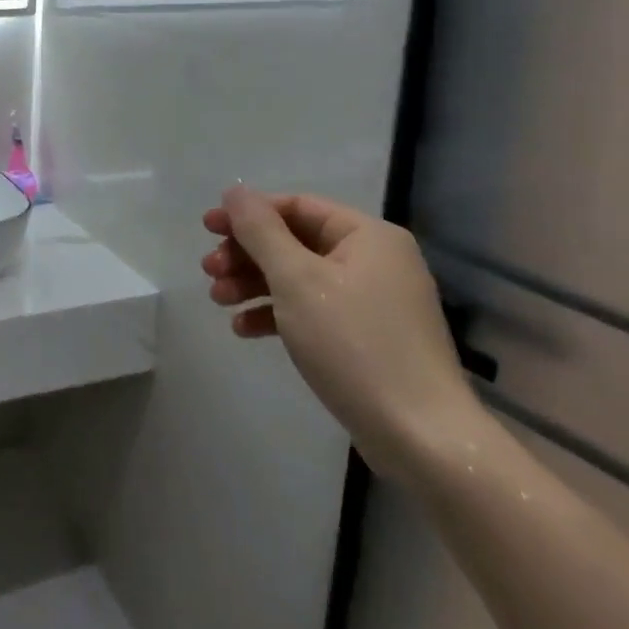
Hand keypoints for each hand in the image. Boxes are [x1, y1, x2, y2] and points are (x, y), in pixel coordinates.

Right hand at [202, 188, 486, 482]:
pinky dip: (277, 314)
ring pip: (298, 278)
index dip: (248, 214)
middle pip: (294, 242)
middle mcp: (374, 260)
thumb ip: (260, 231)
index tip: (207, 229)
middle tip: (209, 271)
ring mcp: (371, 301)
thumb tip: (235, 191)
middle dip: (247, 254)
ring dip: (254, 284)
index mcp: (367, 236)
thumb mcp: (297, 280)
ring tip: (218, 300)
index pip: (297, 206)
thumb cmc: (354, 345)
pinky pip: (312, 311)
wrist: (421, 438)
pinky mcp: (366, 337)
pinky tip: (244, 329)